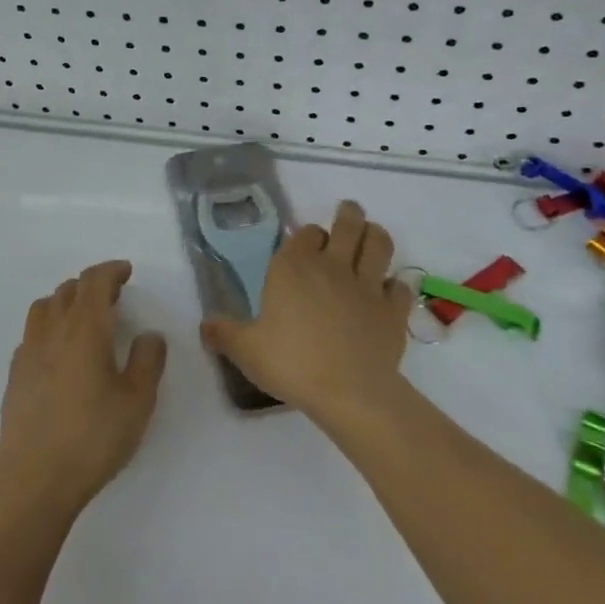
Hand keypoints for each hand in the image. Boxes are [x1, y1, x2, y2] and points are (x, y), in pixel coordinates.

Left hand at [0, 260, 167, 517]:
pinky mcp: (14, 374)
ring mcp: (28, 351)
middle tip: (112, 298)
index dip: (111, 271)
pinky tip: (59, 352)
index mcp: (84, 328)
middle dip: (91, 285)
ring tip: (83, 318)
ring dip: (65, 301)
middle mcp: (52, 330)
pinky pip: (32, 334)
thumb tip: (149, 335)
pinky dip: (49, 328)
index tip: (126, 272)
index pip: (94, 282)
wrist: (34, 477)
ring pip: (44, 307)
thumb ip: (147, 361)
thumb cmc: (93, 437)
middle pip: (68, 289)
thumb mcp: (137, 401)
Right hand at [199, 200, 411, 425]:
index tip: (307, 242)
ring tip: (373, 234)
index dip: (308, 235)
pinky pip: (400, 287)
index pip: (305, 234)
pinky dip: (396, 285)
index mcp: (293, 268)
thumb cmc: (291, 363)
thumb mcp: (245, 350)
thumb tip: (204, 326)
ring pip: (378, 245)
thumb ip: (224, 333)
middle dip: (349, 215)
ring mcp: (367, 286)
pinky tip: (390, 290)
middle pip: (347, 225)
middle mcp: (331, 267)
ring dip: (376, 235)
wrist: (348, 392)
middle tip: (349, 211)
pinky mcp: (393, 310)